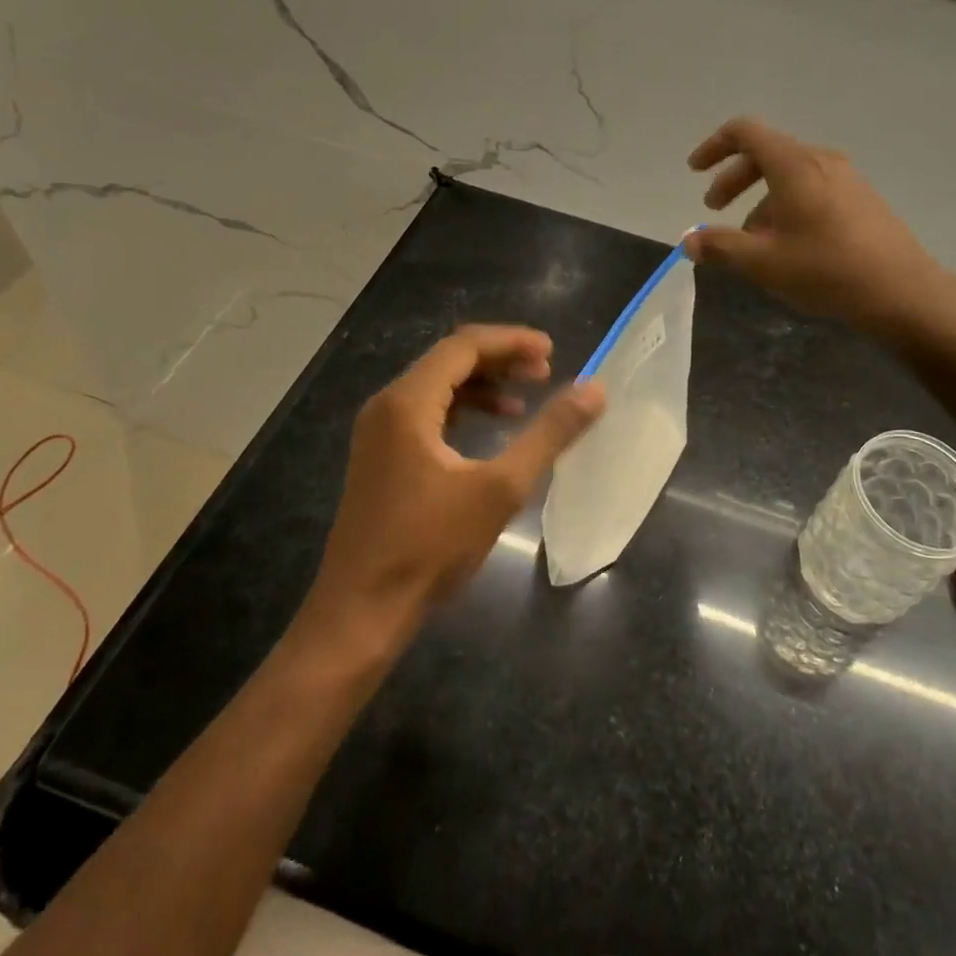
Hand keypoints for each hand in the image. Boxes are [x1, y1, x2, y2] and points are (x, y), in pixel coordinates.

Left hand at [303, 325, 604, 645]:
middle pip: (449, 360)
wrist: (361, 613)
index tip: (553, 352)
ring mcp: (378, 432)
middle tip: (547, 372)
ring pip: (438, 387)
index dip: (512, 341)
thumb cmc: (430, 548)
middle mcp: (387, 406)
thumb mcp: (500, 488)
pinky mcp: (381, 457)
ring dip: (484, 385)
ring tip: (527, 399)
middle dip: (500, 359)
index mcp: (407, 402)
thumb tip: (594, 390)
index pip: (464, 346)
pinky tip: (494, 430)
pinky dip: (464, 411)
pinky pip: (427, 413)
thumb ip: (549, 433)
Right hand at [686, 117, 942, 340]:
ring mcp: (846, 179)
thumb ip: (721, 246)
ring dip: (761, 199)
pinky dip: (788, 206)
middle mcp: (820, 161)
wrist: (902, 291)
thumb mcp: (763, 262)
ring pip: (790, 176)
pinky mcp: (862, 200)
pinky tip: (788, 246)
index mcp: (793, 164)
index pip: (745, 132)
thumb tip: (689, 240)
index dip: (714, 146)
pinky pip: (813, 190)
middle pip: (766, 154)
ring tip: (752, 241)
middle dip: (734, 179)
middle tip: (714, 209)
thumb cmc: (826, 270)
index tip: (694, 171)